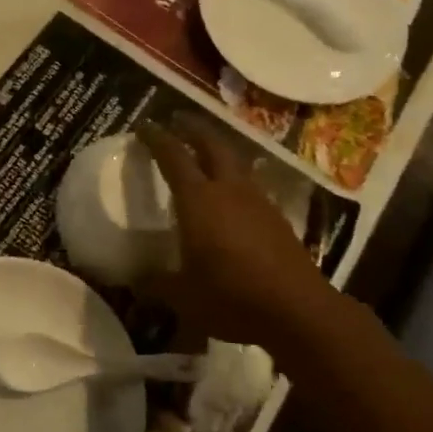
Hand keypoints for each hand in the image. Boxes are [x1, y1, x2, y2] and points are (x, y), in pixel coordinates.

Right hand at [138, 117, 332, 350]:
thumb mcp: (183, 297)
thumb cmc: (232, 297)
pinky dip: (235, 179)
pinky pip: (250, 185)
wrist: (298, 310)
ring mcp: (258, 201)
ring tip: (205, 154)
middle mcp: (229, 190)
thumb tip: (134, 280)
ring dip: (218, 151)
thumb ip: (156, 283)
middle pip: (212, 145)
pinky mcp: (278, 218)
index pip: (173, 156)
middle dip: (193, 129)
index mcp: (199, 200)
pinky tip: (232, 196)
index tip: (144, 125)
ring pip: (235, 162)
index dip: (157, 138)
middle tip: (178, 121)